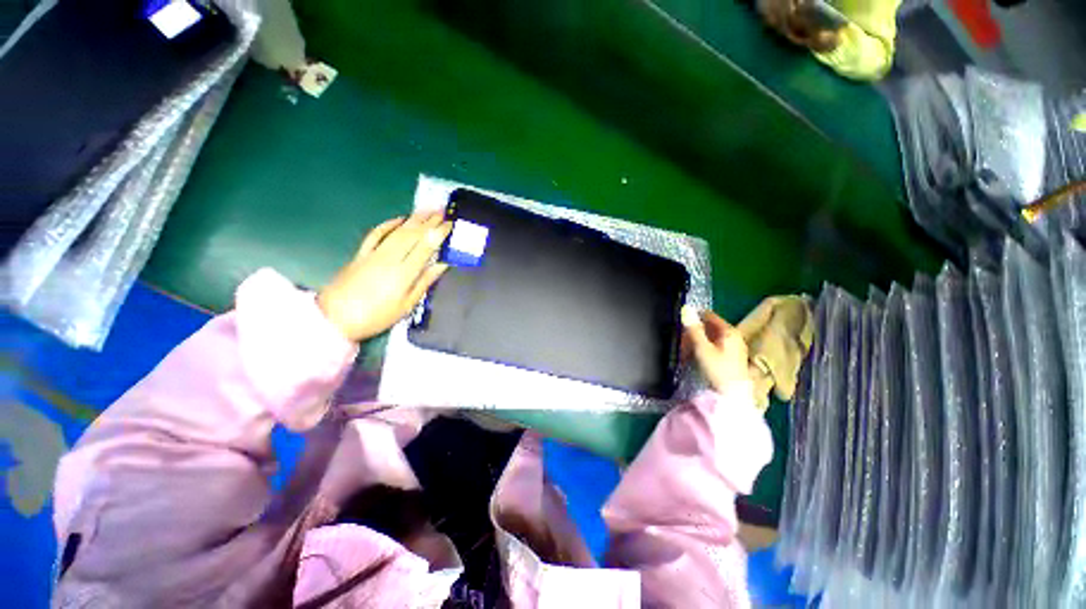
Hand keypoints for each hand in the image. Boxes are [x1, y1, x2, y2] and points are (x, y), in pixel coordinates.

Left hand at [318, 213, 452, 341]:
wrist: (335, 318)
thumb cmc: (377, 316)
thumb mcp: (407, 305)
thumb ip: (425, 282)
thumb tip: (443, 265)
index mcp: (404, 272)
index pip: (426, 246)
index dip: (438, 233)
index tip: (450, 224)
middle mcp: (390, 258)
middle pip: (412, 234)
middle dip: (429, 221)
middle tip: (442, 211)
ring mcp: (374, 253)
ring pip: (397, 231)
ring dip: (413, 219)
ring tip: (427, 210)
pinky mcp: (361, 253)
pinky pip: (376, 234)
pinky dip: (388, 224)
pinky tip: (399, 219)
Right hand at [681, 306, 752, 393]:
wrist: (733, 396)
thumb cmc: (718, 370)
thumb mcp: (702, 348)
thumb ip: (693, 328)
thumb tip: (686, 308)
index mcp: (729, 331)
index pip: (708, 315)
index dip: (693, 317)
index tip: (680, 324)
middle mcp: (734, 336)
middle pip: (709, 327)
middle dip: (693, 332)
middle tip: (680, 341)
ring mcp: (733, 347)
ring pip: (710, 338)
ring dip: (696, 342)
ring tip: (685, 351)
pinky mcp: (731, 357)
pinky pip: (713, 346)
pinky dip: (702, 349)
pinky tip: (694, 357)